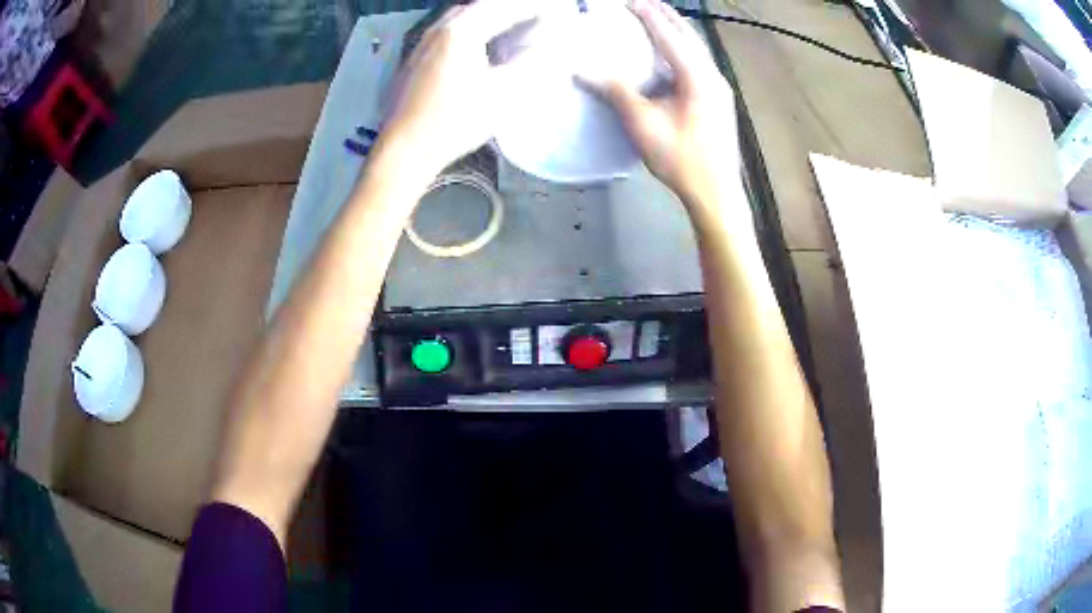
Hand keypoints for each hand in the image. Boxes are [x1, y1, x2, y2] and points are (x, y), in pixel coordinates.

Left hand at [378, 0, 541, 176]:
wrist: (404, 150)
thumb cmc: (454, 121)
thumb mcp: (502, 93)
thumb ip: (530, 62)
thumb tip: (552, 43)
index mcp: (461, 31)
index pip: (502, 7)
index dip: (529, 7)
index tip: (551, 11)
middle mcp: (438, 30)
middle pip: (478, 7)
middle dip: (506, 9)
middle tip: (531, 16)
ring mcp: (421, 45)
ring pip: (458, 19)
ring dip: (485, 17)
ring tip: (507, 26)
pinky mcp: (413, 62)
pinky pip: (446, 33)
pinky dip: (467, 30)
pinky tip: (475, 47)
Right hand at [583, 0, 740, 208]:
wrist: (716, 193)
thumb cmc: (681, 159)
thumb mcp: (643, 124)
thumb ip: (615, 92)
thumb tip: (581, 71)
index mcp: (698, 77)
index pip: (669, 35)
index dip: (648, 15)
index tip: (631, 1)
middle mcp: (713, 76)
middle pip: (689, 37)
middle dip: (666, 17)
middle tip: (644, 3)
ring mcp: (720, 89)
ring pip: (697, 50)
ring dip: (676, 32)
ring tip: (657, 20)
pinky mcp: (719, 101)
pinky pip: (699, 64)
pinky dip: (682, 51)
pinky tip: (671, 56)